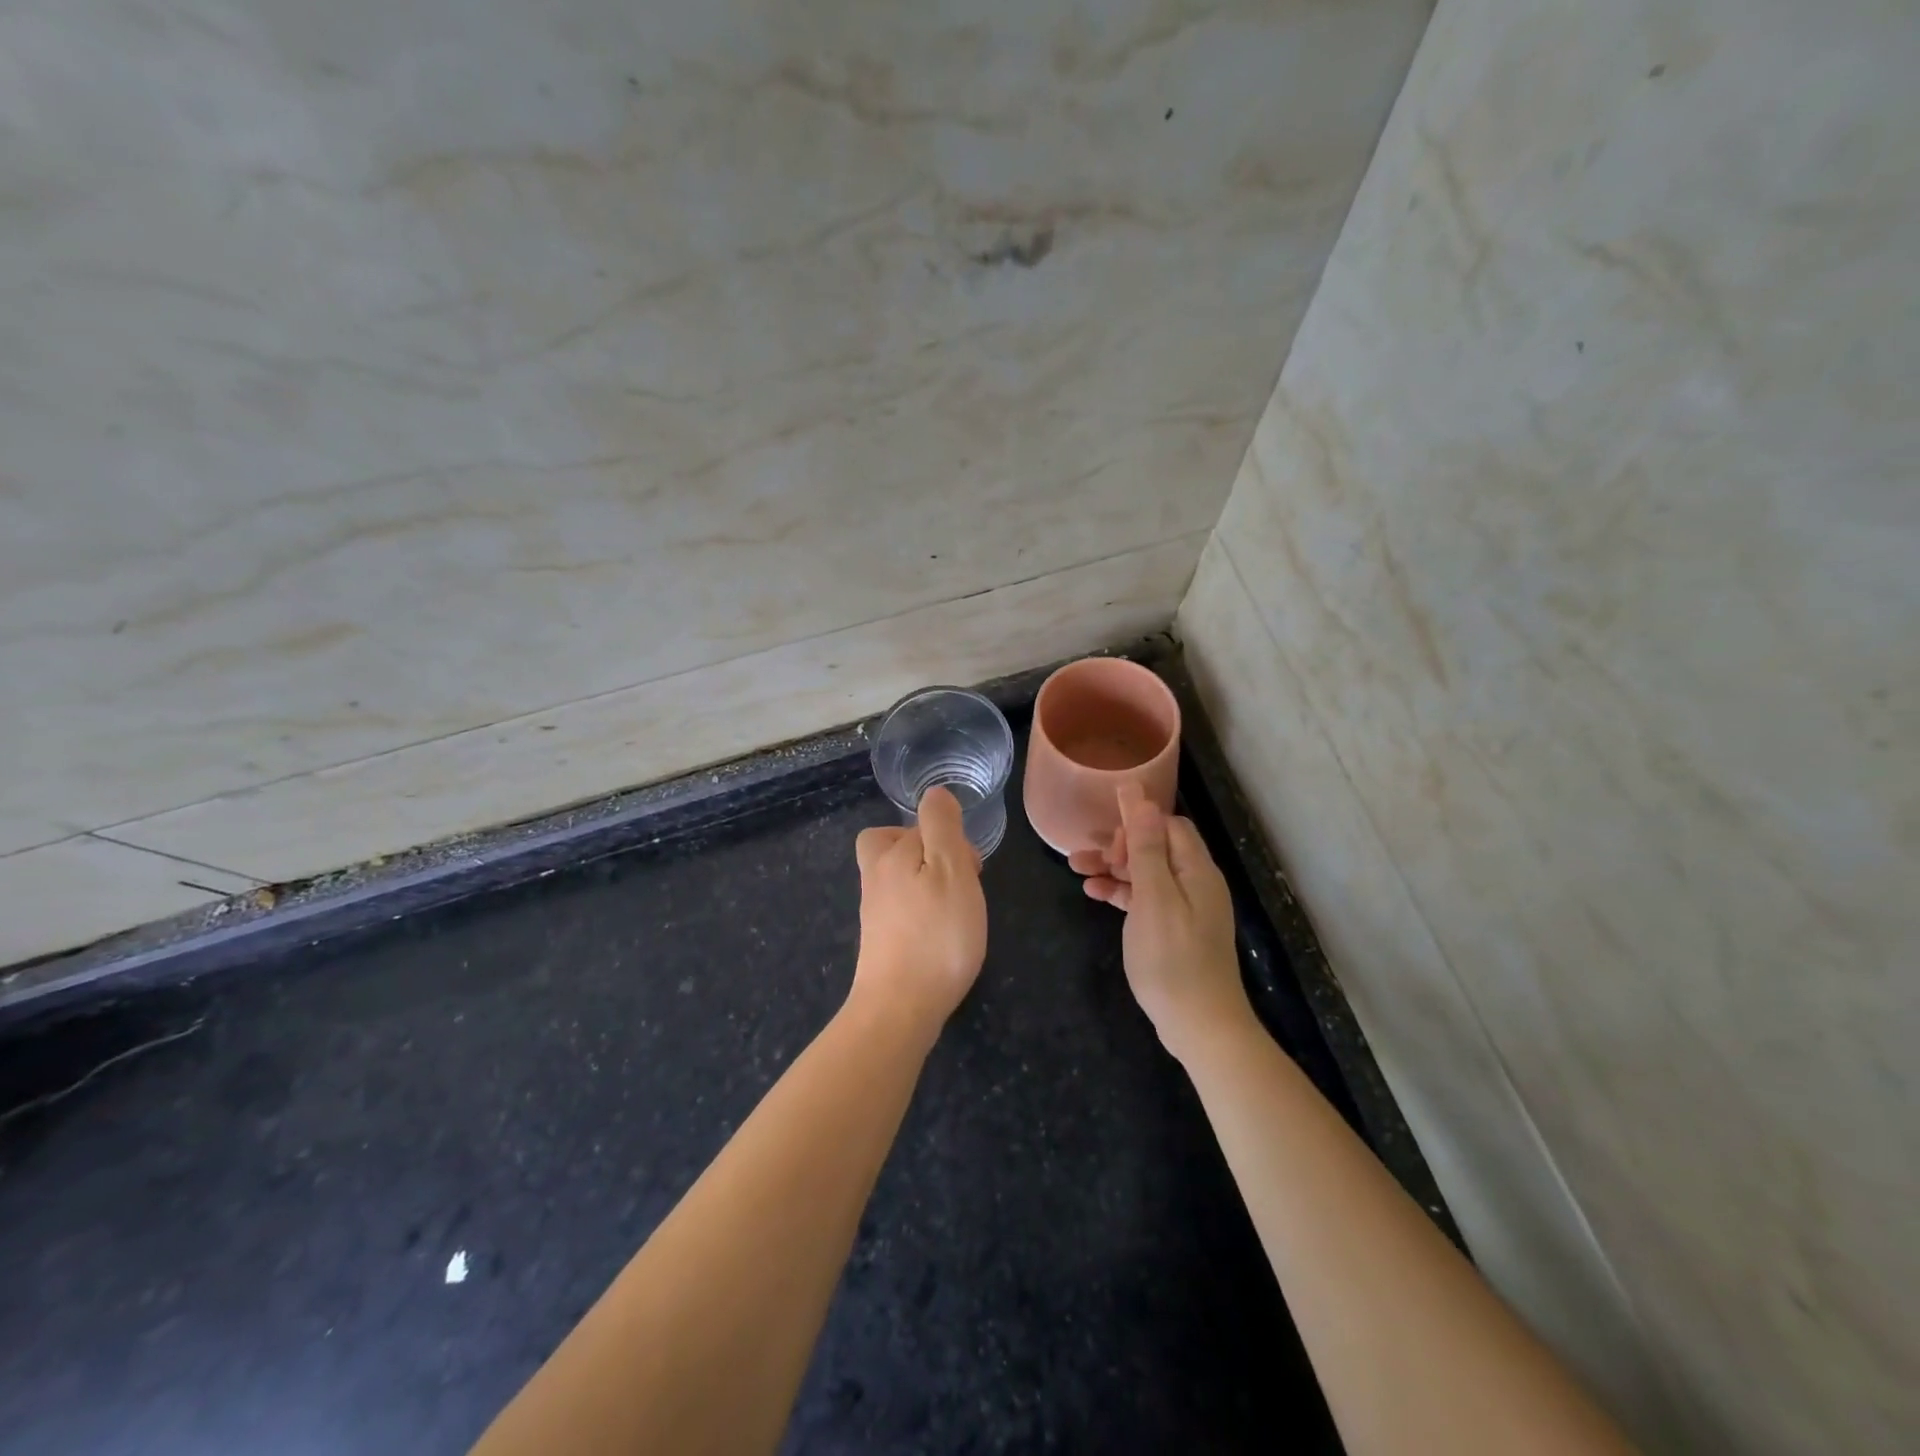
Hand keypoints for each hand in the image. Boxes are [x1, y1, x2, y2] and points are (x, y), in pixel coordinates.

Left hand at [850, 786, 987, 1041]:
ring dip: (926, 885)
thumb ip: (942, 826)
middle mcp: (875, 879)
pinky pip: (901, 911)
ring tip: (956, 910)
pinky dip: (921, 914)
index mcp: (890, 855)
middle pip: (894, 847)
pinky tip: (941, 935)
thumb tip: (934, 794)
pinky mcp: (879, 943)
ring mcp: (874, 913)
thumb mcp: (950, 868)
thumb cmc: (935, 934)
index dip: (946, 837)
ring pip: (898, 880)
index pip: (915, 825)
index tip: (970, 865)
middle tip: (959, 880)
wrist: (900, 1008)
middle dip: (926, 854)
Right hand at [1070, 784, 1253, 1061]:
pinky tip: (1094, 896)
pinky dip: (1121, 894)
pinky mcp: (1175, 931)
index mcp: (1196, 870)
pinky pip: (1146, 899)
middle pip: (1155, 847)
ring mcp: (1186, 909)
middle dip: (1118, 846)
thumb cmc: (1173, 959)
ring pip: (1146, 874)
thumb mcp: (1154, 898)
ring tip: (1076, 870)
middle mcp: (1195, 883)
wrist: (1200, 1026)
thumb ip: (1146, 846)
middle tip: (1087, 858)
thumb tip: (1139, 794)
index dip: (1137, 825)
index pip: (1168, 826)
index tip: (1109, 844)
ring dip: (1113, 869)